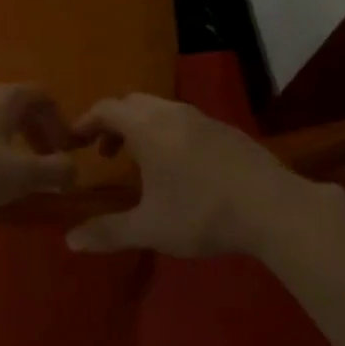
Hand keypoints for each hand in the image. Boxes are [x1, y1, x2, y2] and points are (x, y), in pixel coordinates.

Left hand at [0, 85, 82, 214]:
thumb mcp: (19, 174)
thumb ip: (53, 172)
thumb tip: (74, 169)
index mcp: (6, 99)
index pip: (42, 96)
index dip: (59, 121)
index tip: (63, 149)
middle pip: (15, 105)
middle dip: (33, 132)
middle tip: (40, 161)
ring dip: (4, 139)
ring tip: (6, 170)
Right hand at [67, 93, 317, 257]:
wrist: (274, 208)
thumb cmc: (203, 213)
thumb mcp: (150, 228)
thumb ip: (108, 232)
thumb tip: (70, 241)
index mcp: (147, 127)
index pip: (106, 108)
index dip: (86, 122)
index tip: (74, 142)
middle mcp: (172, 113)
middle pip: (132, 103)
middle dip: (113, 123)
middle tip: (106, 153)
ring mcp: (203, 118)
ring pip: (161, 110)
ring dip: (142, 127)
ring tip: (141, 161)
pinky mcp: (227, 130)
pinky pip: (185, 120)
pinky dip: (168, 132)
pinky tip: (181, 166)